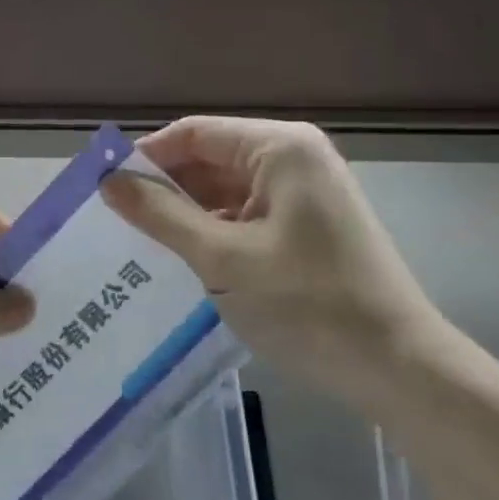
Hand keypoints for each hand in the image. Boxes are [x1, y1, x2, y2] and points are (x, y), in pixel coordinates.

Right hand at [103, 116, 444, 406]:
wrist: (397, 367)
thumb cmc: (309, 304)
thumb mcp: (223, 259)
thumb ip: (162, 215)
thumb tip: (108, 181)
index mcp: (280, 148)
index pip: (193, 133)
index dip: (144, 157)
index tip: (101, 189)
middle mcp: (293, 157)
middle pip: (209, 158)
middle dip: (163, 187)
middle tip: (112, 222)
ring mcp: (303, 193)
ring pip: (225, 189)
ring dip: (185, 213)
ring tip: (136, 243)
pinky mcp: (306, 225)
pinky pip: (245, 214)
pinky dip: (212, 232)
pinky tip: (181, 259)